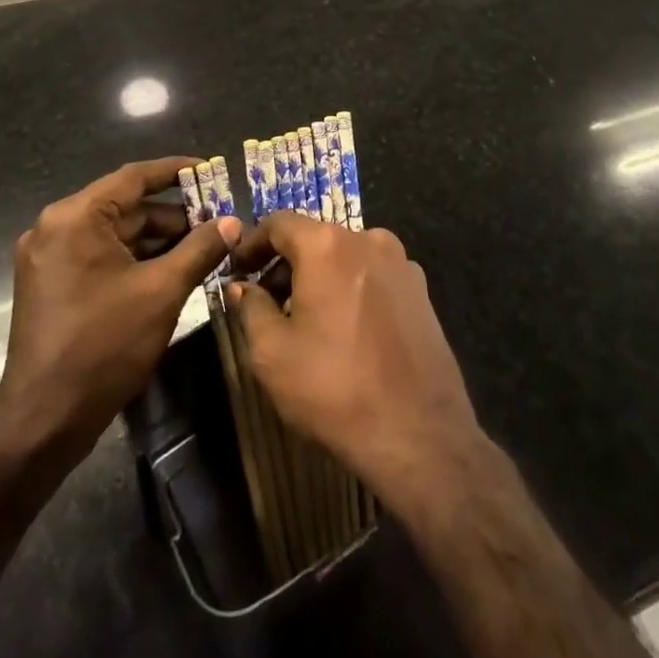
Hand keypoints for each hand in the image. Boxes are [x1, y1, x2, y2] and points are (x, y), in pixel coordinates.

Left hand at [0, 157, 238, 465]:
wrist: (43, 421)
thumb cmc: (104, 346)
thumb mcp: (162, 291)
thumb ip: (200, 249)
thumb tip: (232, 222)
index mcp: (75, 217)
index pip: (133, 177)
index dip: (175, 171)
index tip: (210, 168)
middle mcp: (56, 227)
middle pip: (125, 206)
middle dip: (173, 214)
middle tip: (217, 220)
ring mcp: (49, 257)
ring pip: (115, 233)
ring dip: (157, 239)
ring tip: (203, 246)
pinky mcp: (51, 283)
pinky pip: (101, 255)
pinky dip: (135, 258)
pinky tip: (172, 269)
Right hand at [228, 212, 485, 506]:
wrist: (418, 433)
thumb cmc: (334, 388)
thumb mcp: (272, 353)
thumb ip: (250, 308)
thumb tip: (241, 287)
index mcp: (328, 245)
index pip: (279, 224)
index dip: (252, 243)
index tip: (237, 269)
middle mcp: (368, 239)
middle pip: (316, 238)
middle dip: (286, 264)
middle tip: (266, 301)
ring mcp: (401, 263)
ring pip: (347, 257)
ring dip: (321, 277)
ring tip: (306, 318)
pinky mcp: (421, 291)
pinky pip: (374, 276)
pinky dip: (352, 288)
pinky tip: (346, 329)